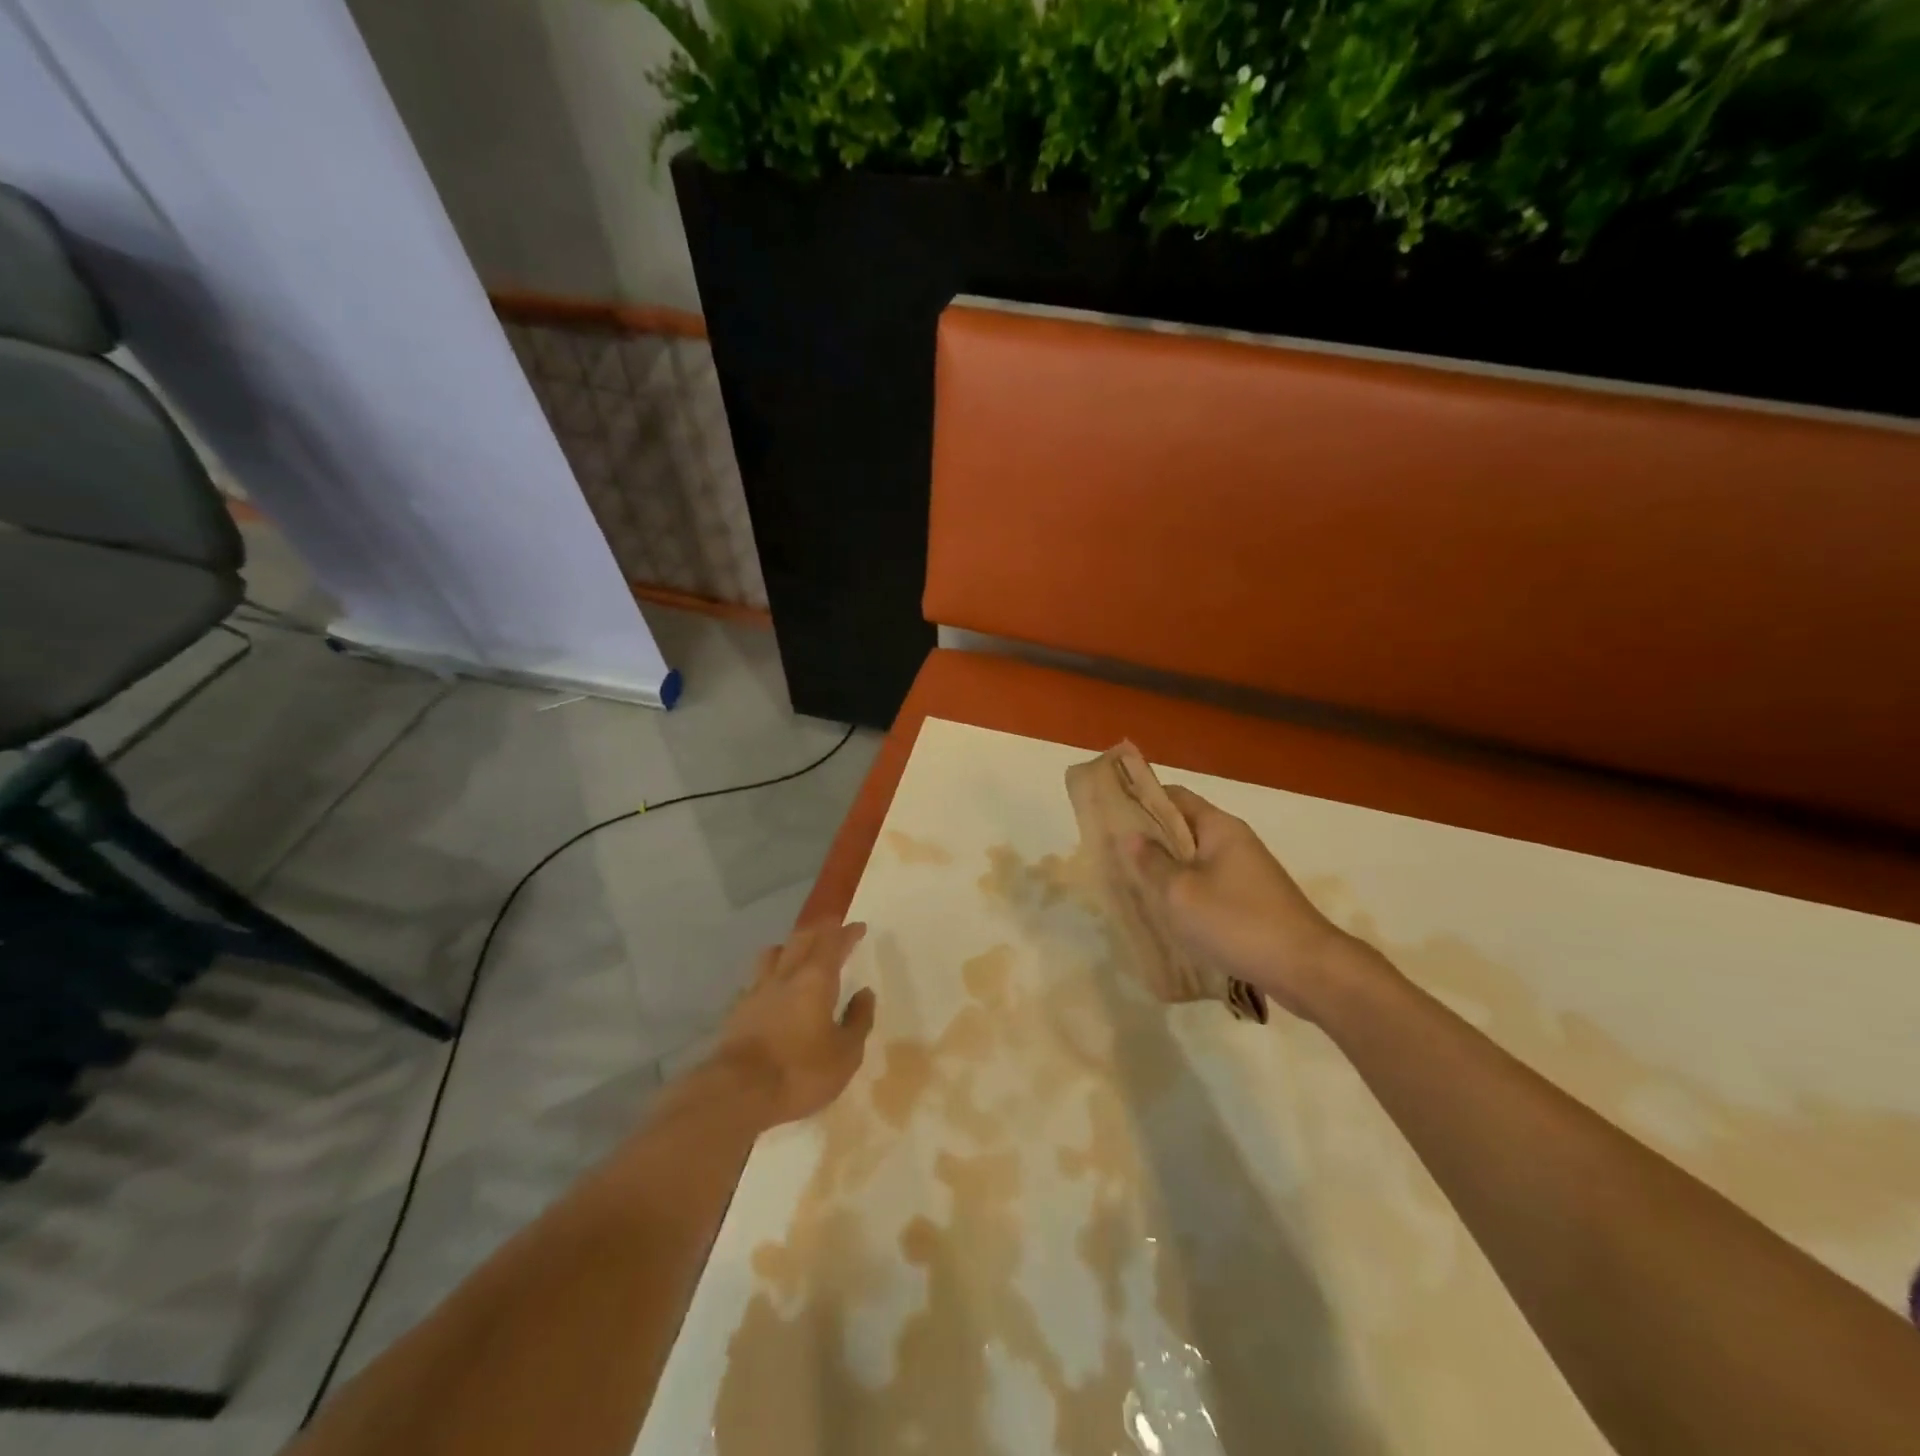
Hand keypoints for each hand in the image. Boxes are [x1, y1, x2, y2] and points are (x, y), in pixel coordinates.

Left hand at [711, 921, 876, 1126]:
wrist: (737, 1093)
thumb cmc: (800, 1072)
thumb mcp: (845, 1054)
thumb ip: (858, 1019)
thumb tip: (864, 993)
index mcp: (816, 979)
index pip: (833, 942)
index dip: (847, 933)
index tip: (858, 927)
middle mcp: (785, 975)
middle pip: (801, 939)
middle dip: (819, 931)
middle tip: (832, 931)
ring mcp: (757, 991)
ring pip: (774, 953)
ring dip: (790, 946)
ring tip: (798, 952)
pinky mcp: (738, 1010)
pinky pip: (757, 979)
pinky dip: (770, 975)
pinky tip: (772, 989)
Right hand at [1126, 785, 1373, 1023]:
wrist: (1306, 969)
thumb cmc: (1237, 922)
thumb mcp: (1181, 893)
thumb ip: (1153, 862)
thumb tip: (1131, 835)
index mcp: (1219, 827)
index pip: (1175, 796)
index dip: (1142, 798)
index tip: (1110, 810)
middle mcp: (1234, 841)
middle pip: (1184, 827)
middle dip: (1149, 836)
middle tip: (1112, 851)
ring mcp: (1246, 872)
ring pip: (1195, 859)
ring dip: (1166, 867)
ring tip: (1131, 881)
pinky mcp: (1252, 900)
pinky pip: (1209, 884)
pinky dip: (1185, 890)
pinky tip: (1166, 911)